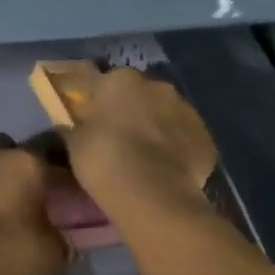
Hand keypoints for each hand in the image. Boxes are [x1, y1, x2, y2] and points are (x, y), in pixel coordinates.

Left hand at [0, 134, 73, 274]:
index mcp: (27, 161)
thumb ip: (64, 236)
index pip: (52, 148)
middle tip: (29, 187)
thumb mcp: (53, 252)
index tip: (66, 183)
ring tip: (2, 196)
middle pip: (10, 146)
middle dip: (18, 161)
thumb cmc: (10, 252)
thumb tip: (66, 236)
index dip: (59, 165)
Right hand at [63, 67, 218, 226]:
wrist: (153, 195)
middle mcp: (156, 86)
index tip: (91, 118)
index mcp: (120, 80)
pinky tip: (164, 168)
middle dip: (129, 109)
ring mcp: (186, 110)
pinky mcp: (206, 138)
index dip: (97, 100)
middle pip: (139, 94)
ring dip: (155, 126)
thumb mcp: (74, 142)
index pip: (103, 81)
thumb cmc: (104, 160)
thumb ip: (74, 126)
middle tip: (117, 135)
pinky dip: (175, 147)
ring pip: (165, 113)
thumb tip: (69, 124)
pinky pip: (184, 137)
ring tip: (143, 155)